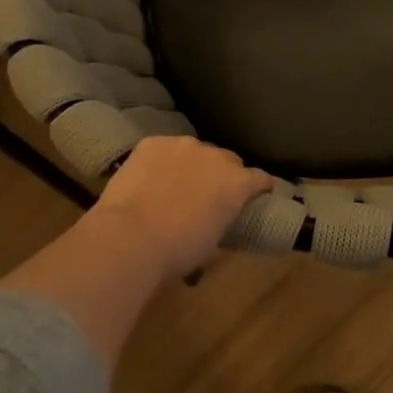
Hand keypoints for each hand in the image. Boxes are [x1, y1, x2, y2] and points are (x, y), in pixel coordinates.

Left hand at [87, 136, 271, 279]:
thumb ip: (223, 222)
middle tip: (210, 195)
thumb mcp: (214, 243)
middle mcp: (215, 156)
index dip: (260, 188)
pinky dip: (164, 160)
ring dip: (193, 164)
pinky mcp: (152, 143)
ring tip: (177, 184)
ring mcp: (183, 145)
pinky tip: (152, 177)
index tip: (256, 197)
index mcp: (237, 183)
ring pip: (196, 151)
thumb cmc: (178, 250)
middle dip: (224, 174)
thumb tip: (217, 221)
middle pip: (228, 160)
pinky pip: (165, 148)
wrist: (130, 237)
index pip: (261, 178)